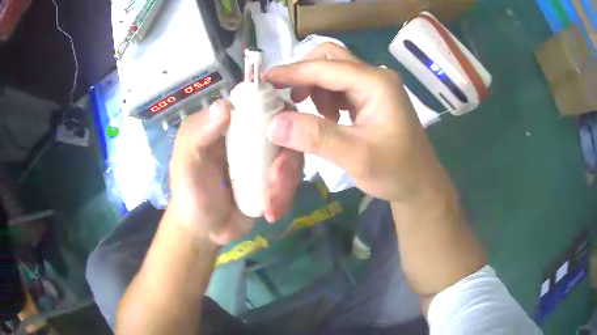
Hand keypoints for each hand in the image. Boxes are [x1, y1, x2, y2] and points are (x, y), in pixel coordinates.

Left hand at [168, 100, 302, 244]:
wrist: (206, 230)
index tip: (279, 137)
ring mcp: (265, 158)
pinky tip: (271, 212)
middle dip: (286, 159)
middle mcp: (251, 135)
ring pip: (292, 157)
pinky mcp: (275, 180)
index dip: (277, 112)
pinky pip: (292, 179)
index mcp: (229, 122)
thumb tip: (224, 106)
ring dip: (286, 182)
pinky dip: (285, 196)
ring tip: (270, 204)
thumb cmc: (190, 192)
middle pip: (286, 131)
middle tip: (275, 181)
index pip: (260, 102)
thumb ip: (197, 134)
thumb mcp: (185, 162)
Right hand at [264, 43, 446, 203]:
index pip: (326, 67)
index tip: (263, 80)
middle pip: (330, 58)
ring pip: (333, 71)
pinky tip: (327, 117)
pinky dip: (324, 97)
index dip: (292, 72)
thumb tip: (273, 124)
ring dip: (314, 87)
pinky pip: (339, 87)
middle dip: (304, 74)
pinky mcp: (371, 98)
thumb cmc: (396, 171)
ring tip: (310, 113)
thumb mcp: (356, 156)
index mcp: (376, 83)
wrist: (419, 185)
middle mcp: (375, 77)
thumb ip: (315, 137)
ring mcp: (374, 87)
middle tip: (288, 98)